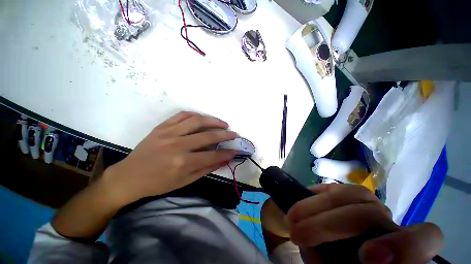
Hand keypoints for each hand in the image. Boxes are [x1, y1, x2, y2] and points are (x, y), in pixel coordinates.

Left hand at [103, 111, 236, 205]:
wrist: (129, 177)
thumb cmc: (158, 183)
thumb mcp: (185, 181)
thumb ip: (207, 168)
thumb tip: (224, 160)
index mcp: (183, 163)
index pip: (213, 156)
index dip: (227, 153)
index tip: (236, 150)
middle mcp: (178, 145)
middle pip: (208, 136)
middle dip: (225, 135)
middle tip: (234, 134)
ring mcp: (169, 133)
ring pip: (197, 121)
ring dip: (214, 121)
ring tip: (223, 123)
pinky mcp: (162, 127)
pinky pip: (182, 115)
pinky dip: (195, 115)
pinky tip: (203, 118)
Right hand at [286, 184, 443, 263]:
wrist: (326, 247)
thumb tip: (323, 252)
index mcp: (397, 250)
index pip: (424, 237)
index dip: (404, 244)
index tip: (369, 258)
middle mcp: (386, 224)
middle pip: (371, 213)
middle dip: (330, 224)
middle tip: (299, 235)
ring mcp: (366, 205)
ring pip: (349, 194)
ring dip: (315, 207)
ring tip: (293, 219)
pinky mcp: (345, 194)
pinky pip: (332, 189)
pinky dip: (313, 198)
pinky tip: (300, 206)